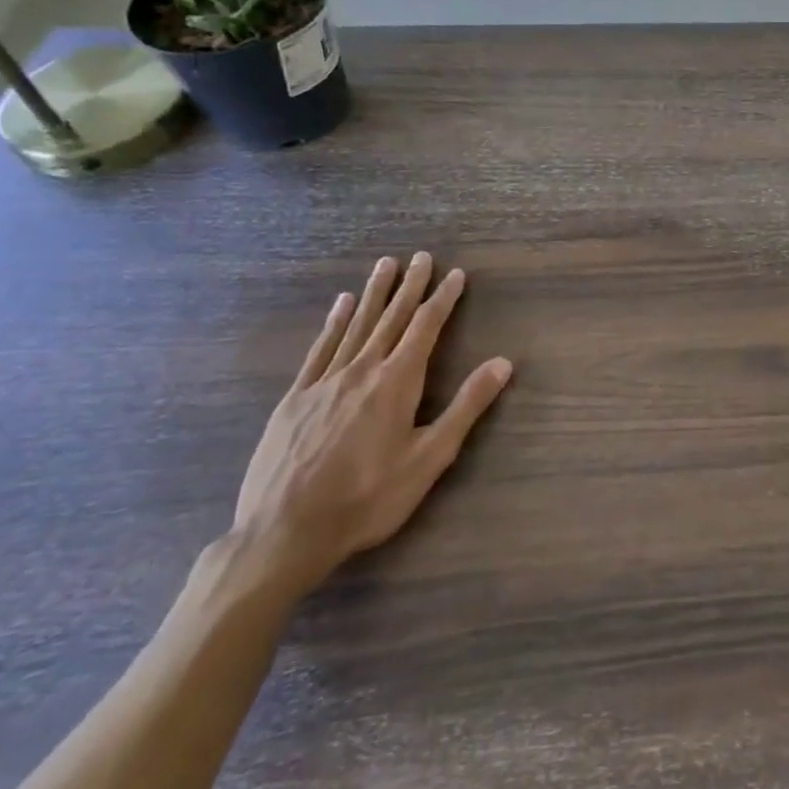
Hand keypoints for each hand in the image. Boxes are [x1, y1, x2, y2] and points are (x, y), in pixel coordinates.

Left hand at [230, 253, 512, 595]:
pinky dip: (334, 322)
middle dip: (410, 286)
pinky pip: (320, 349)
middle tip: (422, 256)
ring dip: (375, 293)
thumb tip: (503, 363)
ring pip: (356, 325)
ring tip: (385, 265)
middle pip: (392, 318)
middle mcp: (362, 370)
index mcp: (398, 382)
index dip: (443, 299)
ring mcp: (324, 381)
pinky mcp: (295, 398)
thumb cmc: (368, 497)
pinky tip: (341, 305)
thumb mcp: (430, 457)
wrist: (284, 532)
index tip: (455, 274)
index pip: (426, 328)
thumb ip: (466, 406)